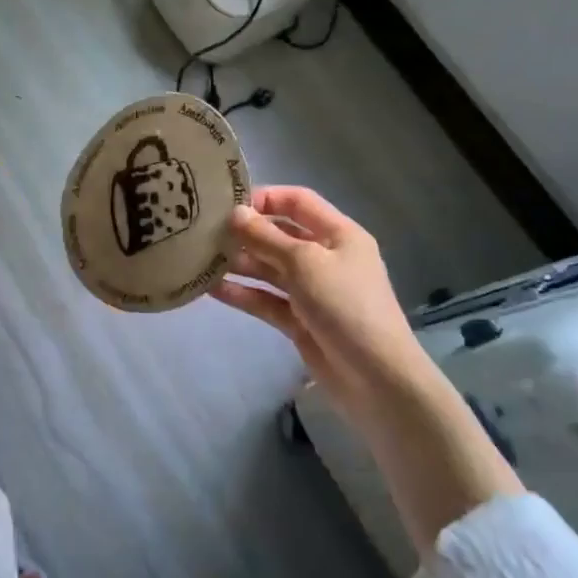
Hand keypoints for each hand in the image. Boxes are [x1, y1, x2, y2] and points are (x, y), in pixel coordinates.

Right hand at [211, 187, 427, 428]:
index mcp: (338, 234)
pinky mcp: (299, 320)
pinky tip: (212, 289)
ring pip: (270, 269)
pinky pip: (267, 300)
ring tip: (202, 259)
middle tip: (206, 233)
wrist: (376, 378)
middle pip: (280, 235)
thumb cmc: (345, 305)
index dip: (265, 198)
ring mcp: (312, 290)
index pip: (298, 202)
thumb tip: (235, 213)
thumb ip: (267, 238)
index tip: (228, 204)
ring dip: (240, 264)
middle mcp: (325, 257)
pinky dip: (243, 293)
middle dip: (246, 233)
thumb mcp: (305, 263)